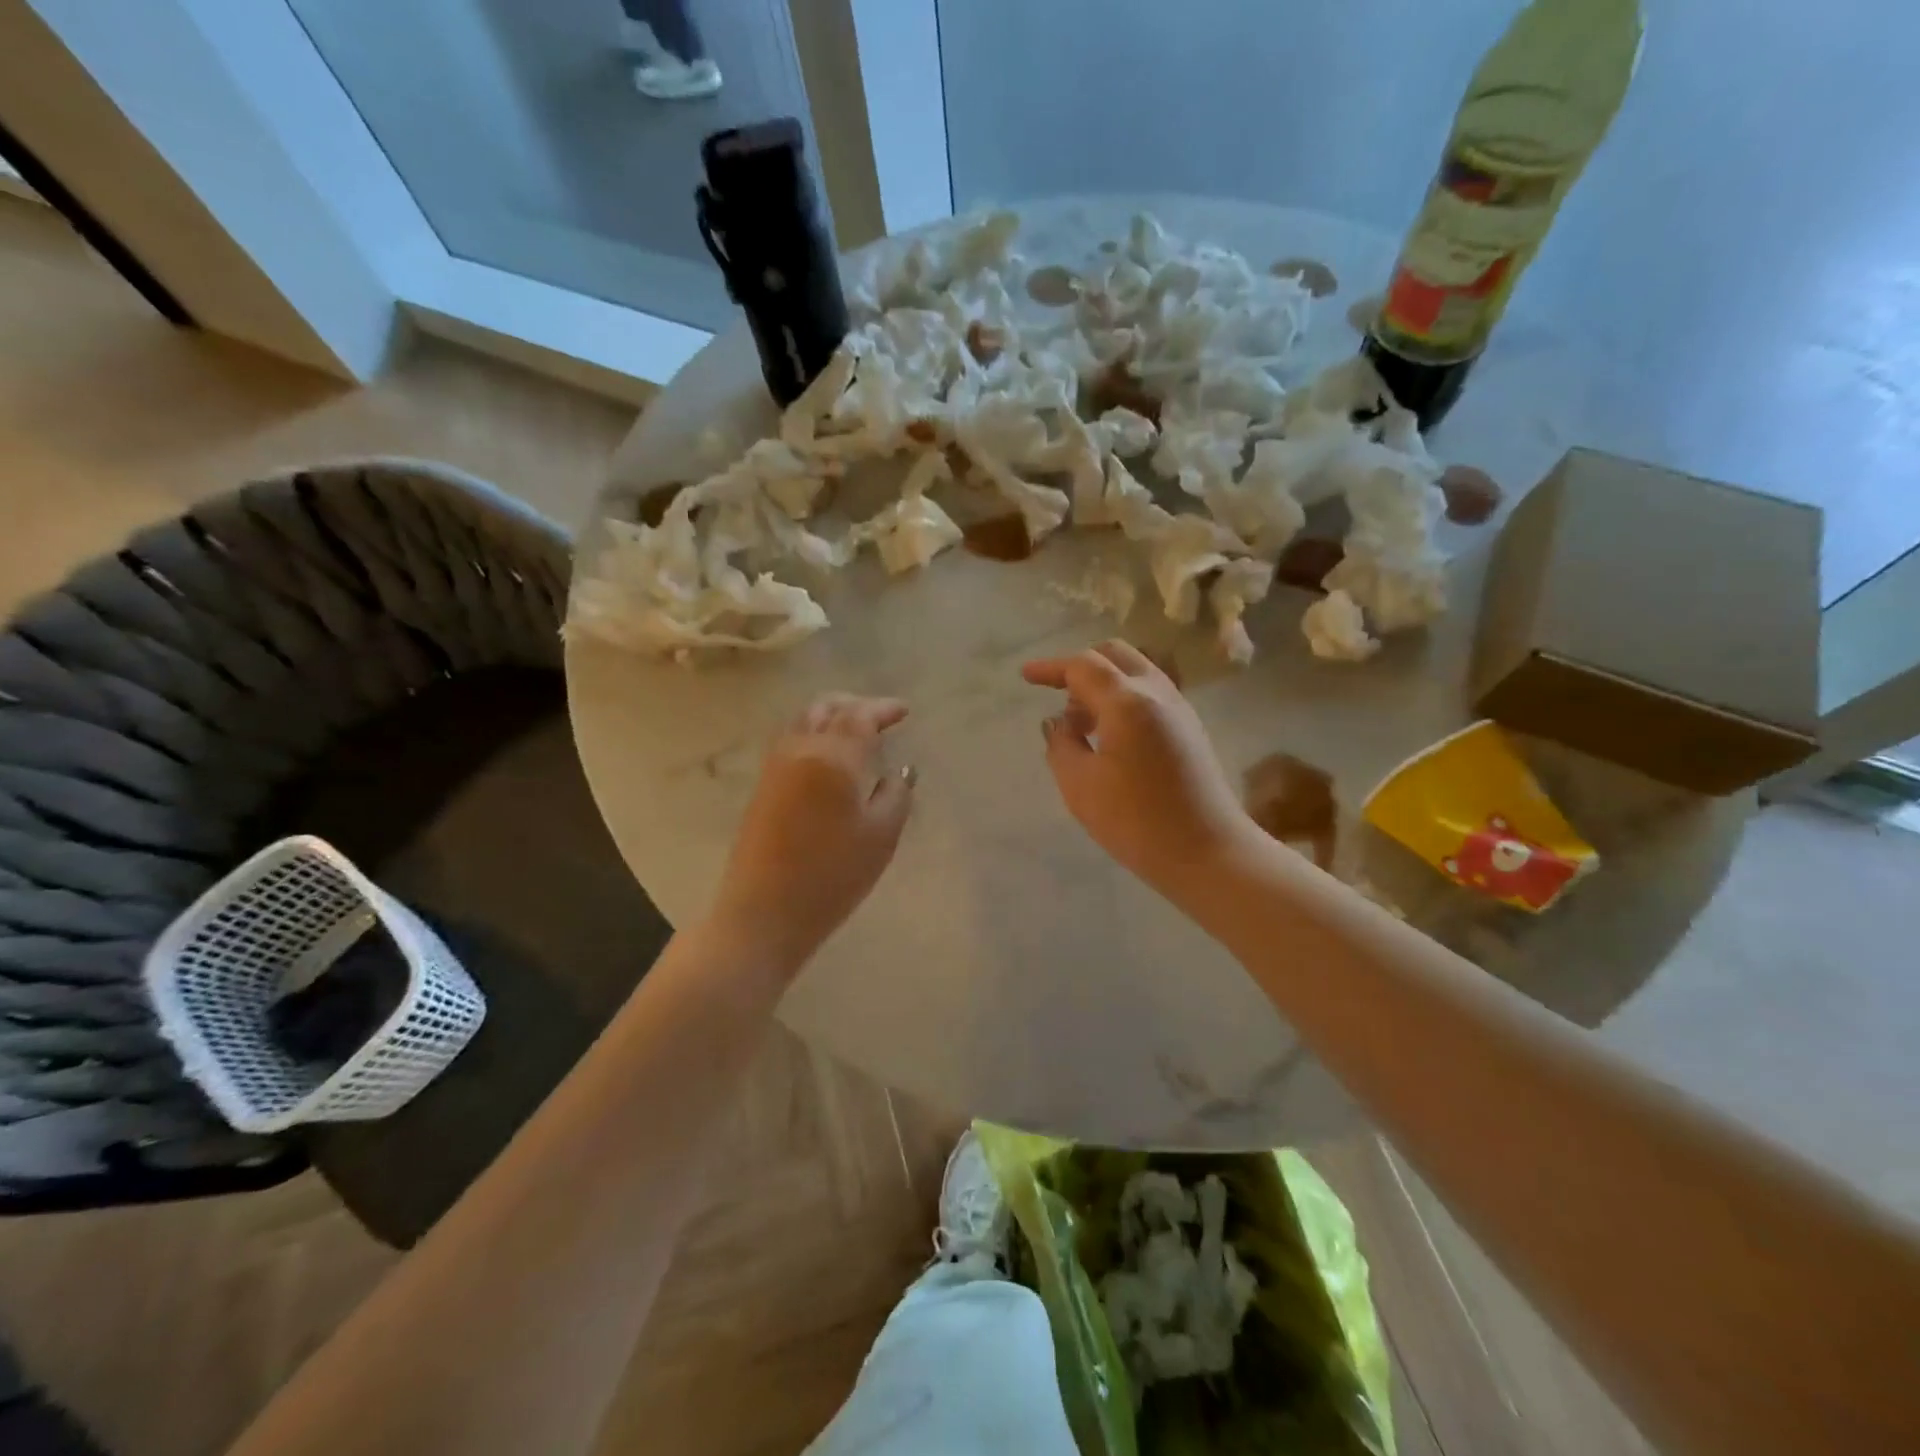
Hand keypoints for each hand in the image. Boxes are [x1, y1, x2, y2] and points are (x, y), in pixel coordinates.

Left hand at [712, 693, 916, 966]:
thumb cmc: (832, 877)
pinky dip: (813, 733)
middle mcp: (799, 750)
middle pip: (824, 708)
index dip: (883, 709)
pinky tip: (828, 755)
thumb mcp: (881, 838)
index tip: (904, 711)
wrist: (763, 913)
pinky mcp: (762, 787)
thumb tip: (899, 771)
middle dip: (854, 705)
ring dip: (830, 716)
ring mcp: (774, 767)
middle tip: (880, 717)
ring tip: (854, 732)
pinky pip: (789, 741)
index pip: (859, 716)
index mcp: (832, 757)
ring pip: (802, 721)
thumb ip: (896, 795)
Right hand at [1022, 641, 1248, 897]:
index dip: (1051, 668)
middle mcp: (1157, 693)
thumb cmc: (1136, 822)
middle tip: (1056, 693)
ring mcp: (1180, 709)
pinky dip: (1123, 698)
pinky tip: (1109, 735)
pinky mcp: (1190, 729)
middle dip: (1080, 666)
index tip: (1026, 677)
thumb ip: (1061, 745)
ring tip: (1080, 723)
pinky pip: (1150, 693)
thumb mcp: (1080, 786)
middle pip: (1115, 655)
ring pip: (1136, 672)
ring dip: (1103, 684)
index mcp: (1128, 702)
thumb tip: (1058, 722)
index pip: (1083, 666)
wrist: (1208, 853)